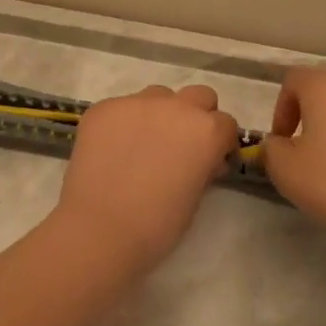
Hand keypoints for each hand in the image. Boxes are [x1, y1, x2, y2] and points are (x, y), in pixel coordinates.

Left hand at [56, 84, 239, 267]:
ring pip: (158, 96)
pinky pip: (122, 108)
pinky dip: (124, 123)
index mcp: (207, 131)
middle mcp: (176, 107)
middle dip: (196, 116)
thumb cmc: (157, 225)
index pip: (226, 123)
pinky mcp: (104, 108)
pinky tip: (113, 149)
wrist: (100, 229)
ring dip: (160, 113)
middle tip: (181, 144)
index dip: (220, 142)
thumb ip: (204, 167)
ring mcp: (137, 103)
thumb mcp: (195, 197)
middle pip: (198, 96)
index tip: (211, 160)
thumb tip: (204, 160)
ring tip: (143, 143)